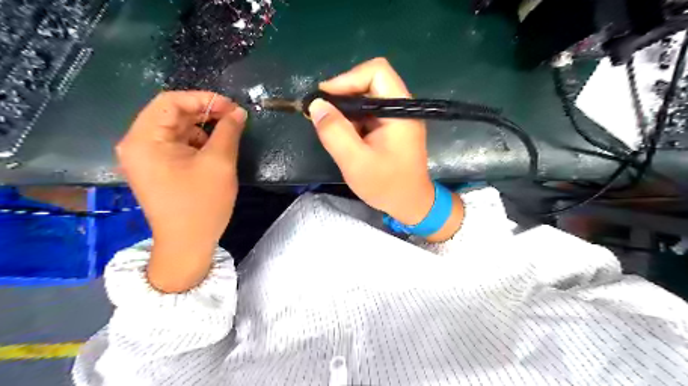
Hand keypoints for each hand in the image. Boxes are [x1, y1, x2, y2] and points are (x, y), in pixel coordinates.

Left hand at [117, 91, 247, 290]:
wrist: (187, 244)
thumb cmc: (202, 204)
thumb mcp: (219, 163)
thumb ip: (228, 131)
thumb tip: (238, 112)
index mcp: (145, 140)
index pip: (170, 102)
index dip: (203, 99)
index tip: (232, 108)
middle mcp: (137, 144)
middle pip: (171, 114)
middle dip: (204, 113)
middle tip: (234, 119)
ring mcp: (145, 158)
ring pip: (176, 129)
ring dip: (202, 128)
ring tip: (227, 135)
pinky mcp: (156, 169)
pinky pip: (176, 145)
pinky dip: (196, 142)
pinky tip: (214, 150)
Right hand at [311, 57, 461, 239]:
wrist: (410, 204)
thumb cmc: (386, 186)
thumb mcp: (355, 162)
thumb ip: (335, 132)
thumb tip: (316, 105)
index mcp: (400, 111)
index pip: (376, 72)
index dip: (347, 79)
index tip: (325, 99)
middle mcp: (402, 107)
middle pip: (370, 81)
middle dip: (343, 95)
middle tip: (322, 114)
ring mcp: (398, 116)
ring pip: (367, 97)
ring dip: (346, 109)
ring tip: (331, 128)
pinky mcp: (392, 126)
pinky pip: (369, 112)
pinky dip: (353, 119)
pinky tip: (345, 136)